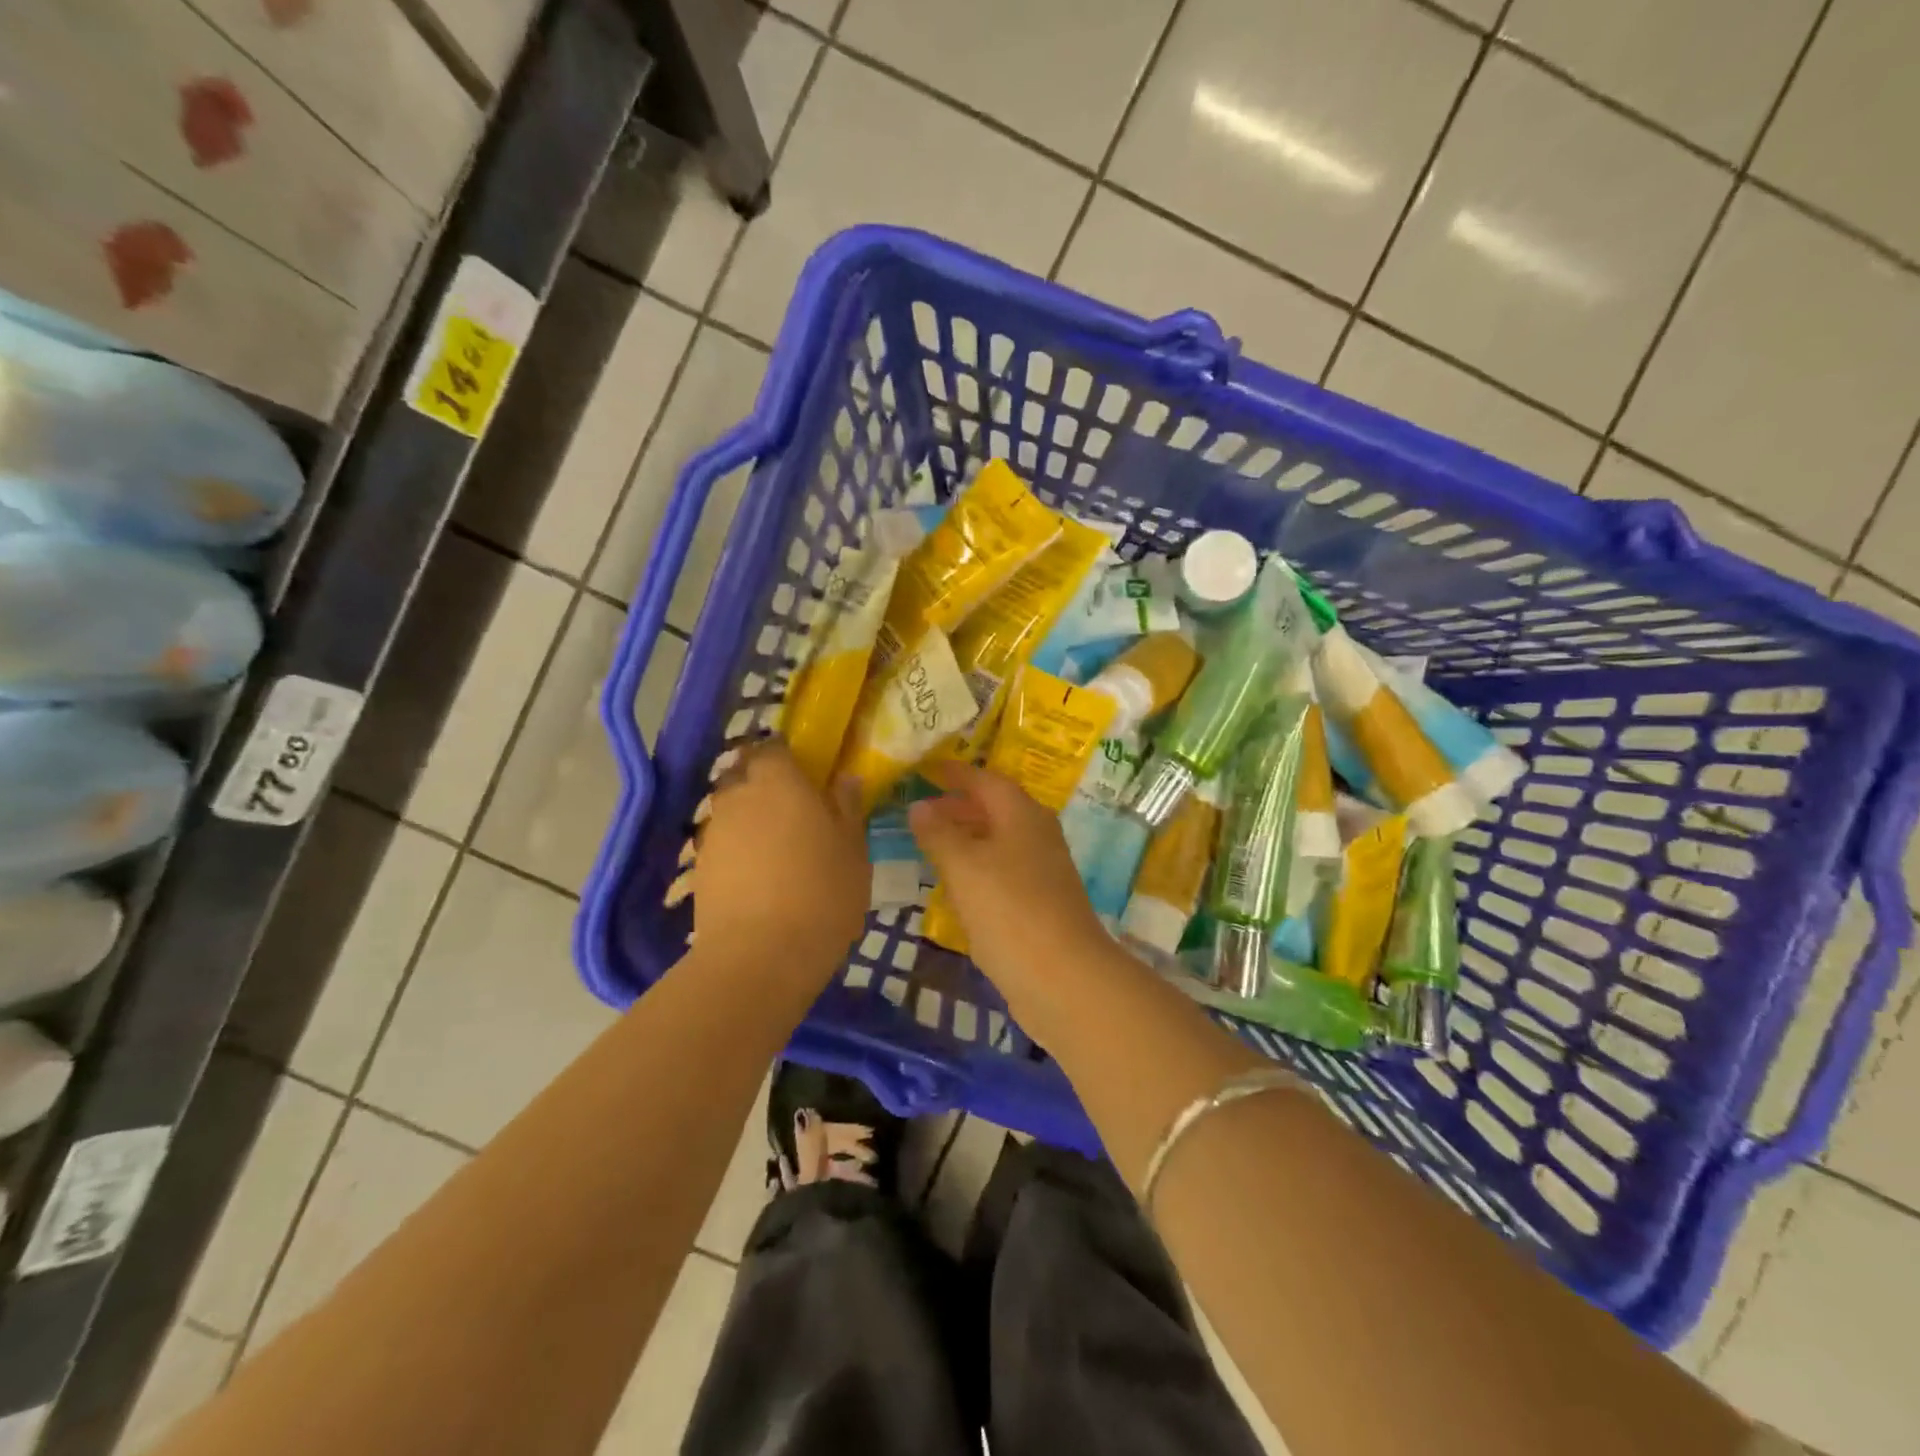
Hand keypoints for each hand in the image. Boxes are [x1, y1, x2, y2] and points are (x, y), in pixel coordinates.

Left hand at [693, 742, 869, 972]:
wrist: (760, 955)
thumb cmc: (822, 893)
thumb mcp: (853, 849)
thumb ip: (847, 808)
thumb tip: (845, 779)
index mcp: (779, 781)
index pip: (774, 748)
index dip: (789, 758)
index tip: (807, 774)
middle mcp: (739, 796)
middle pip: (744, 774)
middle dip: (763, 782)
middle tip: (792, 807)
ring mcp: (714, 832)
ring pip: (729, 808)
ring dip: (748, 816)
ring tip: (774, 845)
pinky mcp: (699, 867)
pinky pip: (721, 842)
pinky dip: (736, 848)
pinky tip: (756, 874)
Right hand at [908, 763, 1112, 985]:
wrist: (1062, 978)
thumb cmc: (1009, 910)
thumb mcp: (964, 866)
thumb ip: (938, 833)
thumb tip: (918, 804)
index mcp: (1022, 814)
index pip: (986, 780)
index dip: (955, 773)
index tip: (926, 769)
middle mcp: (1037, 835)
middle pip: (995, 808)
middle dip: (959, 805)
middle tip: (921, 808)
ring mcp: (1042, 870)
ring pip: (999, 841)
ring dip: (967, 837)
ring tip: (930, 843)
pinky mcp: (1040, 903)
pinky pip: (1002, 870)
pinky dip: (977, 867)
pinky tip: (955, 884)